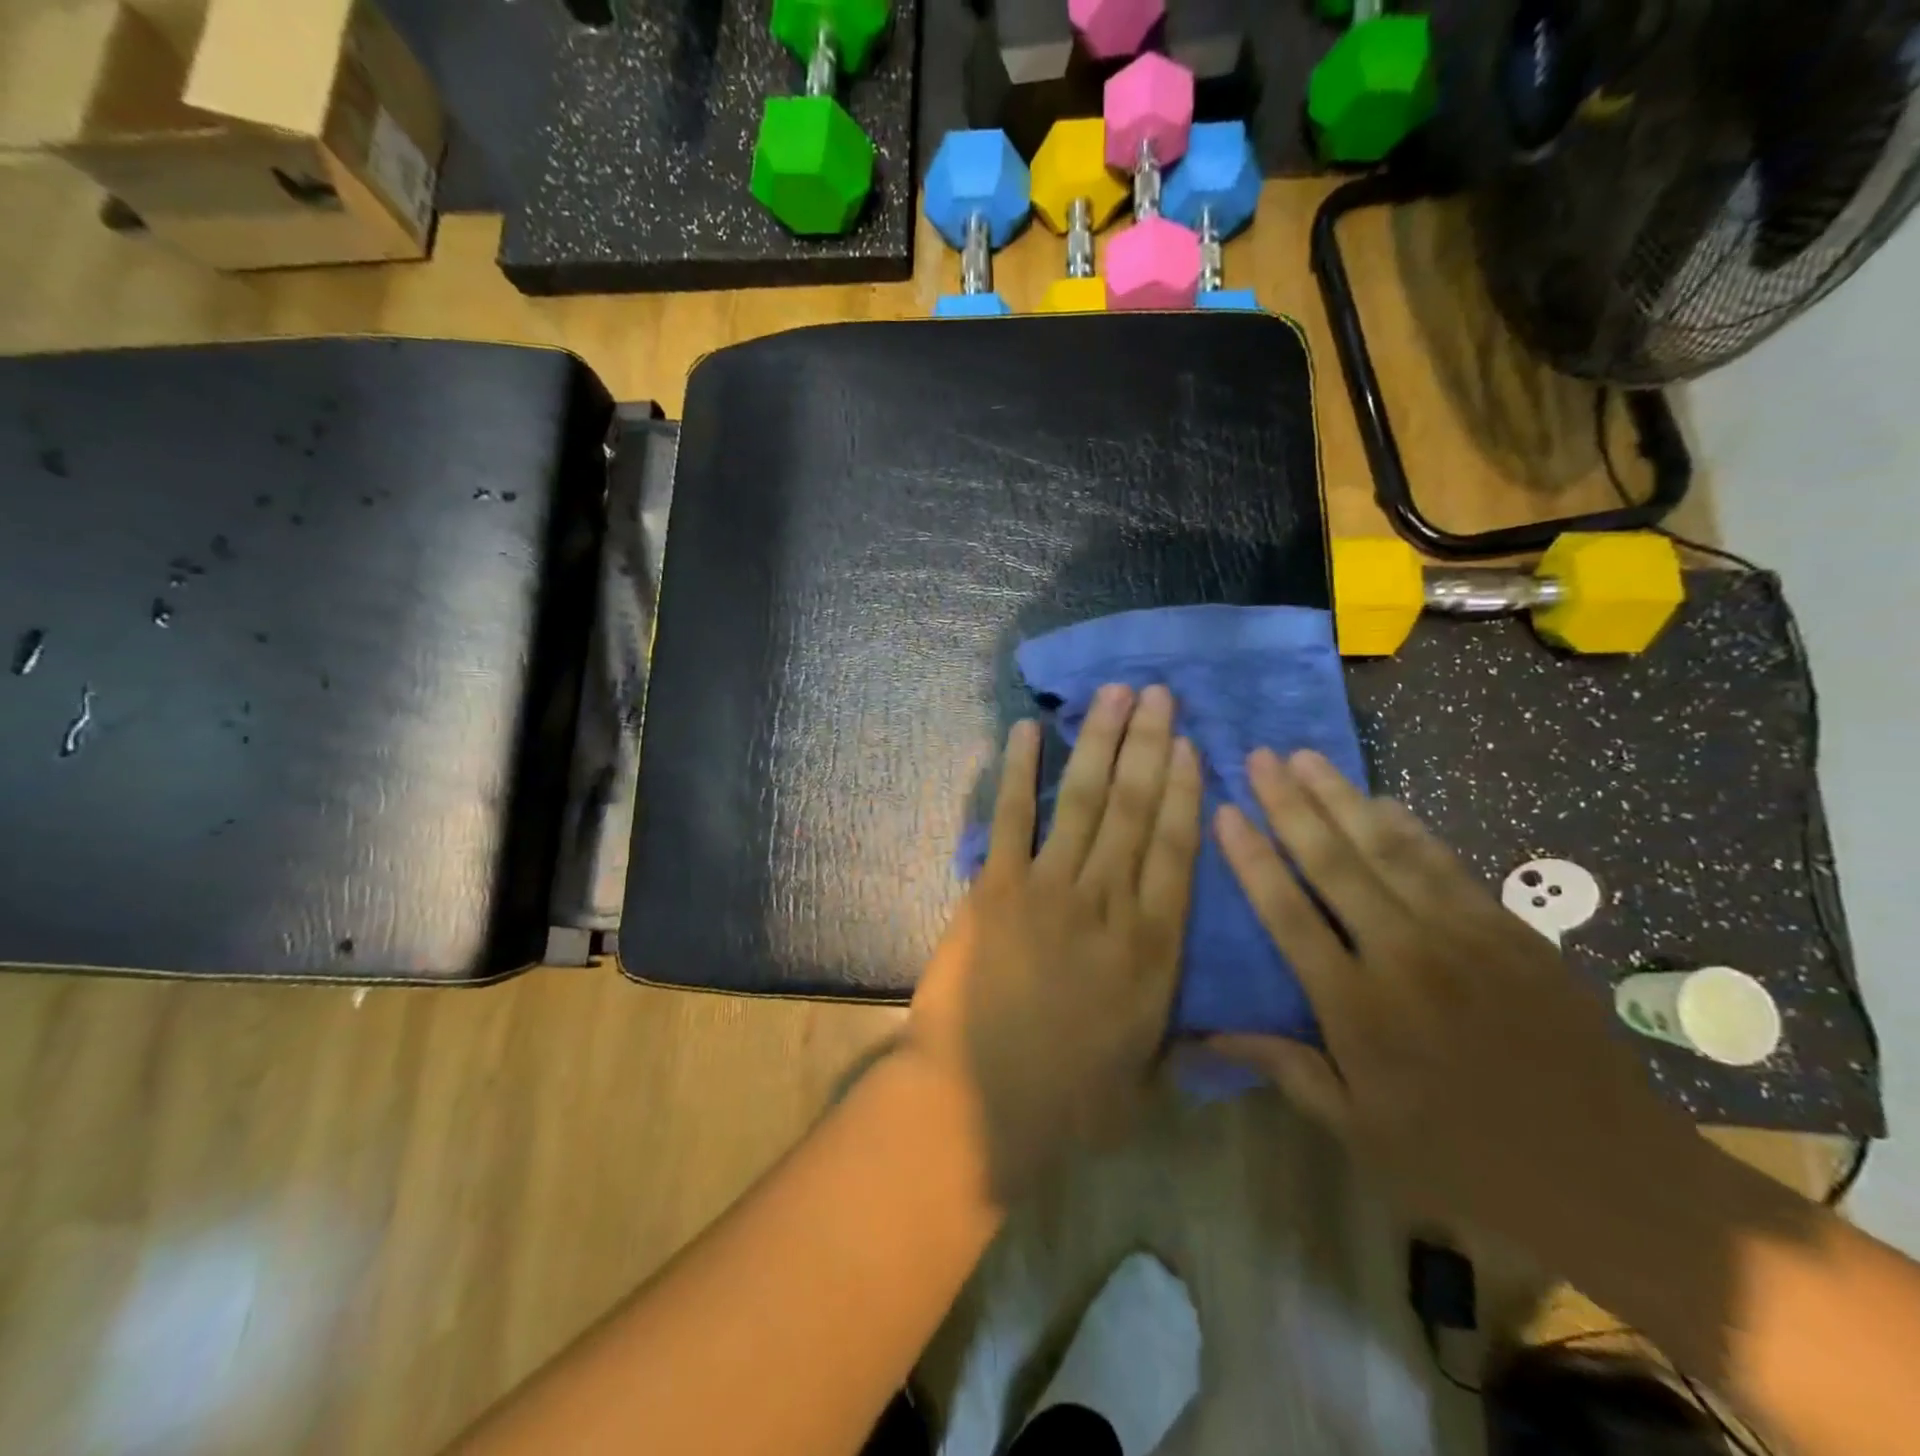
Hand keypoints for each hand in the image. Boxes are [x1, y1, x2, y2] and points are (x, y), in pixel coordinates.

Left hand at [905, 684, 1202, 1199]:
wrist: (979, 1105)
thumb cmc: (1069, 1102)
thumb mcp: (1148, 1080)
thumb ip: (1185, 1042)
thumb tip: (1223, 1032)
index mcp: (1153, 948)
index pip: (1178, 849)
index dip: (1187, 792)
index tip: (1192, 745)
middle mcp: (1109, 903)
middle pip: (1136, 809)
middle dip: (1150, 746)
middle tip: (1159, 694)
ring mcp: (1049, 889)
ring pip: (1085, 801)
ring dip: (1100, 742)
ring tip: (1114, 694)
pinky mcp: (996, 888)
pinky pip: (1013, 817)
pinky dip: (1020, 771)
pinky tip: (1028, 730)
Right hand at [1212, 748, 1706, 1253]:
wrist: (1613, 1178)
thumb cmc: (1464, 1159)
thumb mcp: (1360, 1130)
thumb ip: (1284, 1067)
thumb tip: (1204, 1036)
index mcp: (1358, 1007)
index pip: (1287, 912)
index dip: (1251, 858)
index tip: (1224, 812)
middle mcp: (1404, 955)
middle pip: (1333, 863)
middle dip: (1289, 804)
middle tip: (1259, 756)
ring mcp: (1464, 937)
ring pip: (1388, 849)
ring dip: (1341, 798)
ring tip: (1306, 757)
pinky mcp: (1511, 932)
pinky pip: (1446, 863)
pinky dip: (1409, 826)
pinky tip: (1381, 799)